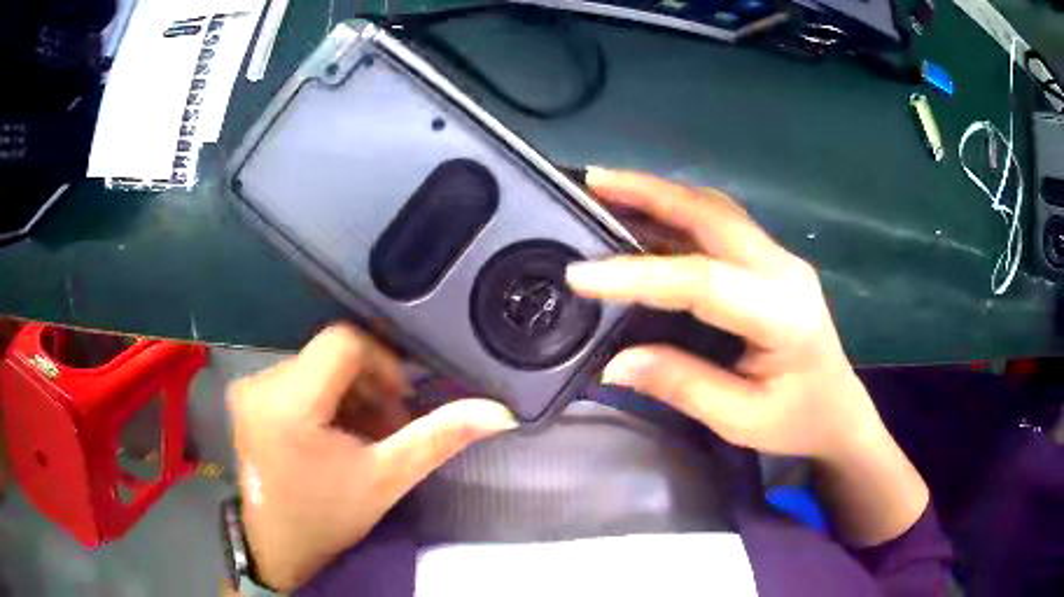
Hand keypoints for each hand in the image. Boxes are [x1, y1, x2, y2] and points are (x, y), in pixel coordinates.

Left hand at [227, 324, 516, 590]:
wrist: (279, 547)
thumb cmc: (329, 517)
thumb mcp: (387, 479)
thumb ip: (439, 438)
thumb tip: (500, 412)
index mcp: (287, 403)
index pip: (343, 343)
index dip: (382, 363)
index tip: (401, 401)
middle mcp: (259, 384)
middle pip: (330, 355)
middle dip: (368, 385)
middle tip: (388, 427)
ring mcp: (248, 389)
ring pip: (316, 366)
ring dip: (349, 393)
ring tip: (365, 434)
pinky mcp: (247, 398)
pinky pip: (297, 378)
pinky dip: (326, 399)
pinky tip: (338, 432)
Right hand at [566, 169, 927, 544]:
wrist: (839, 410)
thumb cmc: (796, 421)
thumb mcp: (739, 419)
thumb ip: (681, 385)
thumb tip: (614, 363)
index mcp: (783, 315)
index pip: (703, 281)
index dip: (639, 274)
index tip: (580, 275)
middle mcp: (784, 271)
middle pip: (712, 215)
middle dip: (648, 193)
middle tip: (592, 183)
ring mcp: (780, 259)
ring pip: (715, 210)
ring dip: (661, 194)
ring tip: (607, 188)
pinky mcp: (771, 261)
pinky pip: (720, 223)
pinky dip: (677, 211)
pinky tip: (645, 213)